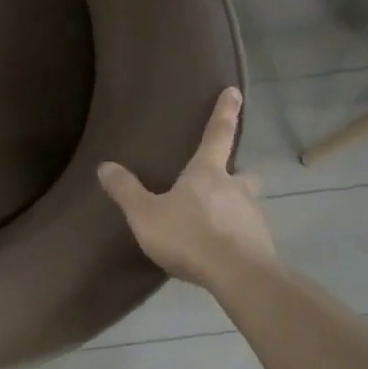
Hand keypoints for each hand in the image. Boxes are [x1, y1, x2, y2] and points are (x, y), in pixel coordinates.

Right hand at [98, 87, 275, 290]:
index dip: (225, 112)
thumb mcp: (145, 214)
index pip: (217, 134)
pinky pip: (247, 233)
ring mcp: (253, 216)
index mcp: (207, 173)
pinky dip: (235, 236)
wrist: (239, 276)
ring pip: (244, 204)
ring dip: (231, 208)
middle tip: (217, 183)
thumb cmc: (189, 236)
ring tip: (211, 226)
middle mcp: (236, 188)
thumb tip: (105, 166)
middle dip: (231, 174)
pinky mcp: (262, 245)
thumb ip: (126, 191)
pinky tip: (220, 252)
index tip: (235, 91)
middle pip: (240, 172)